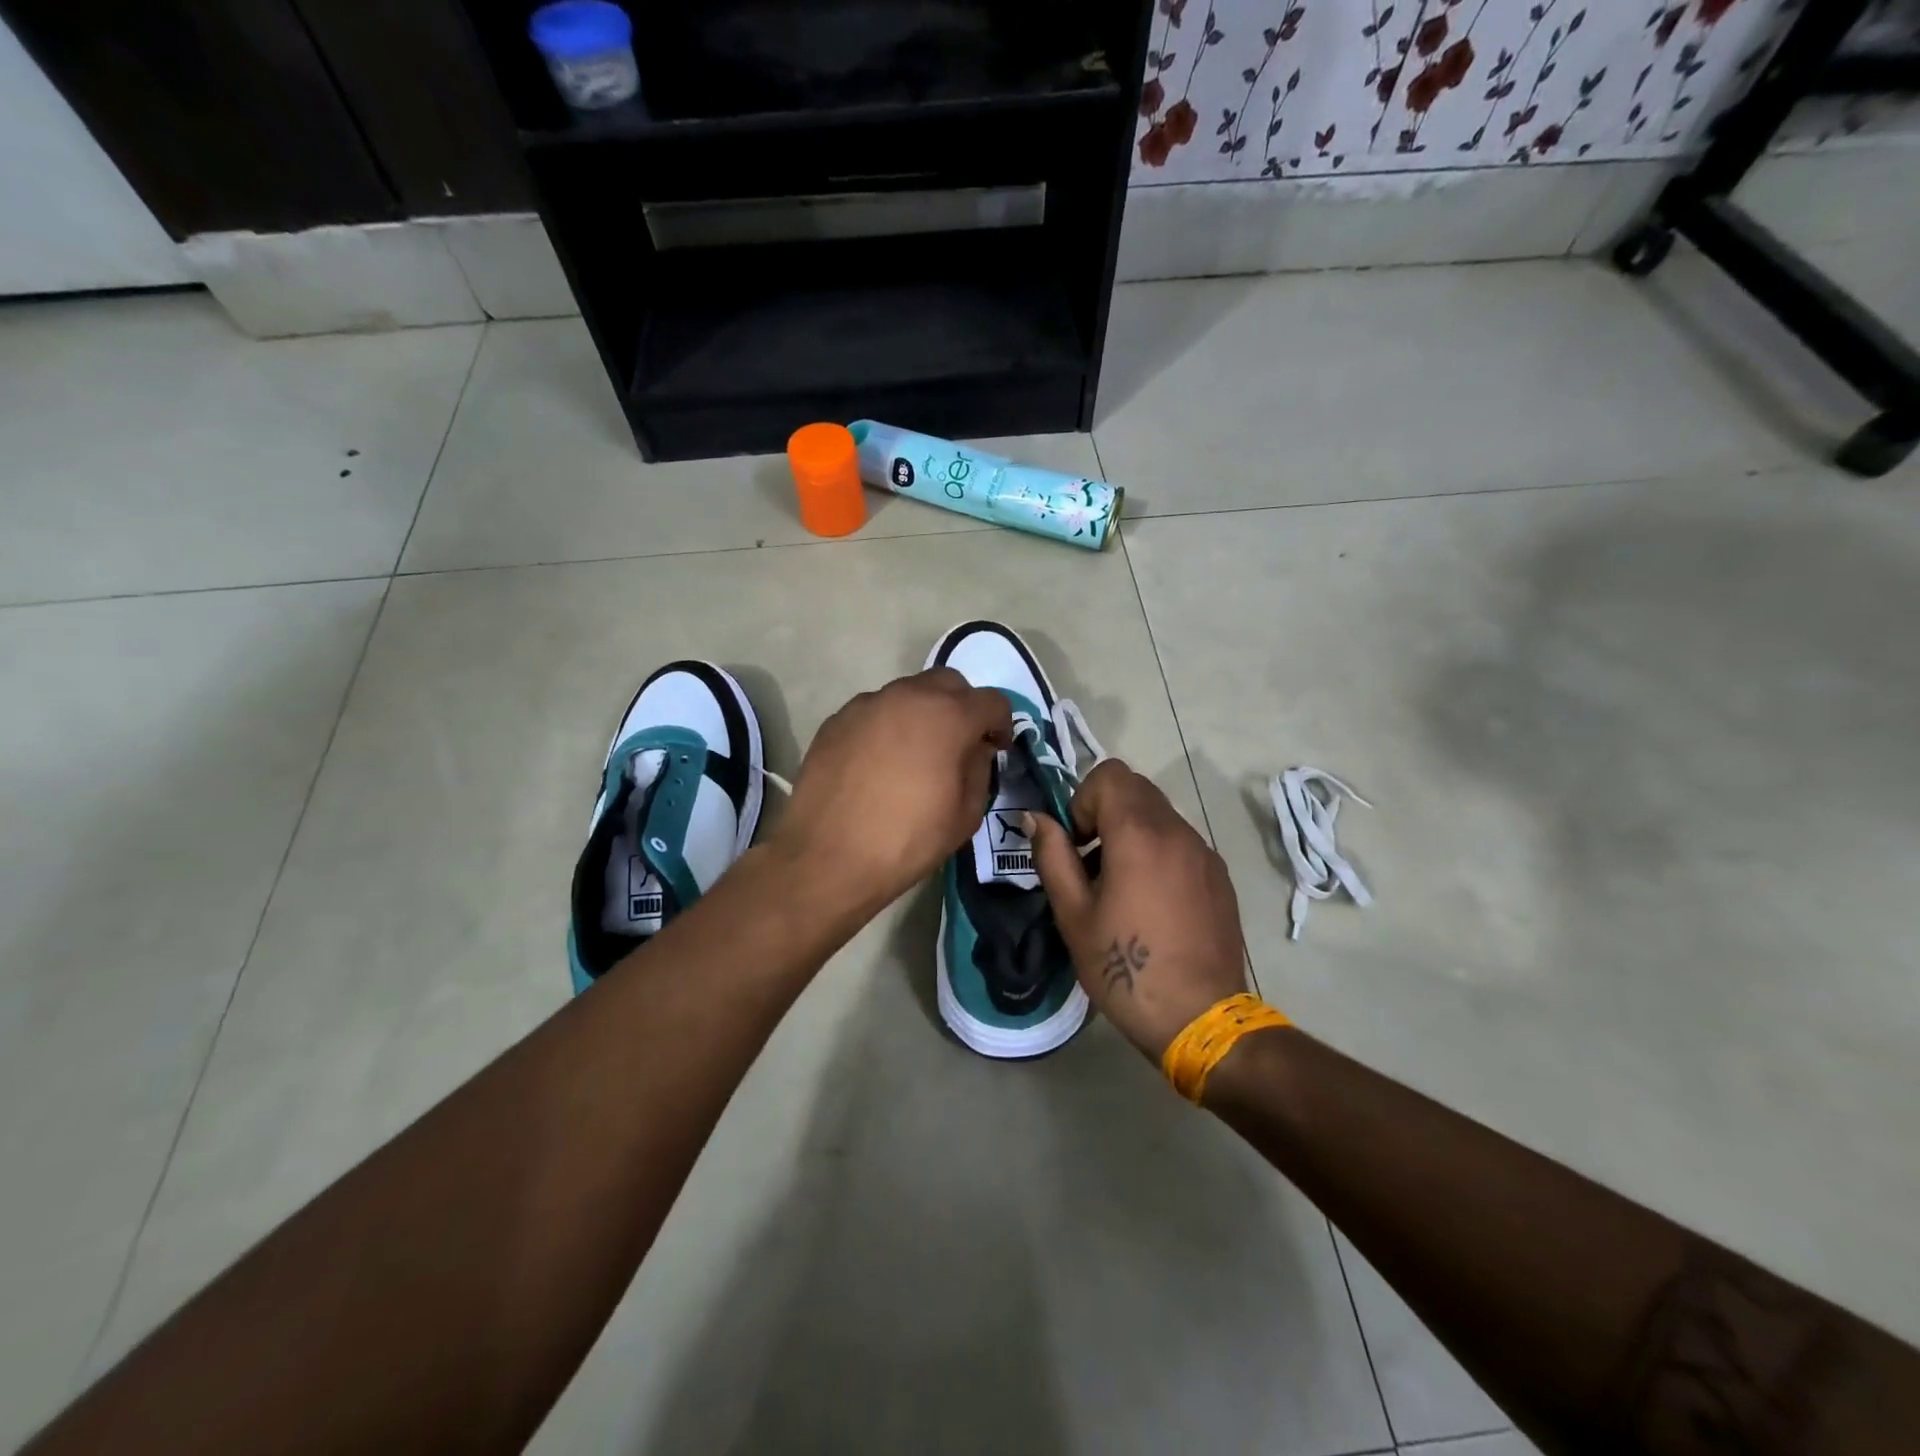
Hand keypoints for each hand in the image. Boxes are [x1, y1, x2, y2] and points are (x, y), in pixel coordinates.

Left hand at [773, 669, 1011, 918]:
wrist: (828, 857)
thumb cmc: (907, 839)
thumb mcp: (965, 814)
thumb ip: (979, 770)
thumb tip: (974, 750)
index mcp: (948, 716)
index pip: (991, 701)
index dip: (1000, 724)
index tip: (995, 749)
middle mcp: (908, 696)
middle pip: (948, 683)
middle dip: (962, 707)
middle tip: (959, 742)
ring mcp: (867, 704)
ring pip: (907, 693)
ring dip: (922, 713)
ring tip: (916, 752)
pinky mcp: (837, 720)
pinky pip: (874, 712)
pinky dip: (887, 726)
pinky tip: (879, 762)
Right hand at [1025, 760, 1249, 1061]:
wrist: (1199, 1018)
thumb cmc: (1124, 967)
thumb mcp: (1073, 913)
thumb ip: (1052, 855)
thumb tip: (1037, 817)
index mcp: (1139, 834)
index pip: (1109, 774)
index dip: (1083, 800)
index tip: (1077, 844)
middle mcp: (1177, 831)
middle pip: (1136, 788)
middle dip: (1105, 811)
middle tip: (1091, 862)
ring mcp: (1204, 852)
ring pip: (1160, 815)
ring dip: (1132, 832)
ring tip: (1121, 887)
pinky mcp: (1219, 876)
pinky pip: (1181, 842)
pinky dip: (1159, 852)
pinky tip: (1153, 903)